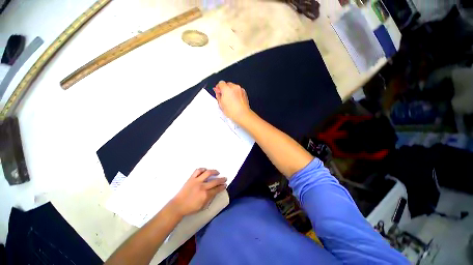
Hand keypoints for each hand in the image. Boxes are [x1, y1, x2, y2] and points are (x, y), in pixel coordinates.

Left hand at [170, 168, 226, 216]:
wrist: (178, 206)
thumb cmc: (190, 208)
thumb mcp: (202, 206)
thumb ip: (209, 198)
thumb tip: (215, 192)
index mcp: (205, 195)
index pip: (217, 189)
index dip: (222, 186)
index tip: (225, 185)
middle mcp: (202, 186)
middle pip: (215, 181)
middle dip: (222, 179)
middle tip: (225, 178)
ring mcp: (196, 181)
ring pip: (207, 173)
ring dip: (214, 171)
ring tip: (217, 172)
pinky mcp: (191, 178)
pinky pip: (198, 171)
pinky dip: (202, 169)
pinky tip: (205, 170)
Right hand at [213, 81, 251, 125]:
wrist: (243, 115)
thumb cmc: (233, 111)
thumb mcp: (221, 104)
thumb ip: (218, 95)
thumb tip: (218, 92)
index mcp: (227, 89)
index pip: (220, 83)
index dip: (218, 88)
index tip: (218, 91)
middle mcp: (234, 87)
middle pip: (227, 84)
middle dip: (225, 89)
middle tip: (223, 97)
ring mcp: (240, 89)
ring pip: (233, 87)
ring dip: (231, 91)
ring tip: (230, 100)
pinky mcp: (244, 93)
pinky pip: (238, 90)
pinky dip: (236, 93)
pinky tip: (235, 101)